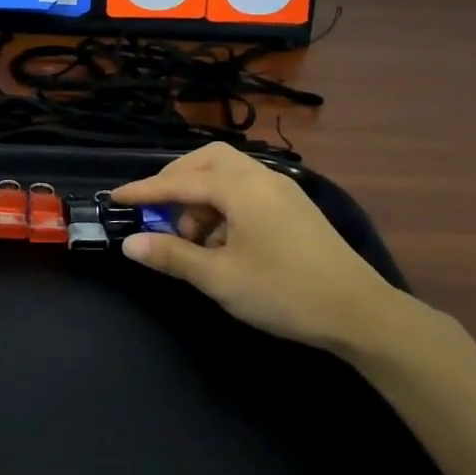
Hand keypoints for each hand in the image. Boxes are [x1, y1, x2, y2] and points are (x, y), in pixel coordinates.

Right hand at [110, 142, 413, 358]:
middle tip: (156, 210)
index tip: (114, 197)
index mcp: (240, 188)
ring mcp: (282, 189)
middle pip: (206, 161)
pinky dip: (223, 204)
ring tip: (192, 237)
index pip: (178, 182)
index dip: (143, 191)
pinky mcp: (294, 207)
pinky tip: (221, 241)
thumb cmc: (283, 292)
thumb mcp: (219, 277)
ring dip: (200, 196)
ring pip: (228, 174)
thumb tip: (130, 243)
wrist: (361, 313)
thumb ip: (171, 255)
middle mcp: (261, 177)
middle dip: (175, 181)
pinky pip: (246, 189)